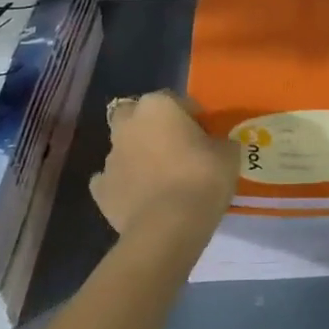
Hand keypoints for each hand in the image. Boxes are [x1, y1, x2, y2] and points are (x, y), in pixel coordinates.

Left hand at [90, 91, 238, 240]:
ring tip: (160, 179)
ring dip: (137, 157)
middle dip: (151, 128)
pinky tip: (140, 199)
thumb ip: (219, 142)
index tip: (205, 137)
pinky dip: (124, 186)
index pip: (177, 101)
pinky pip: (112, 181)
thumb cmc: (201, 179)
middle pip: (137, 116)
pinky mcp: (100, 189)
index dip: (192, 118)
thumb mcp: (228, 155)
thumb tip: (215, 145)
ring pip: (124, 148)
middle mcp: (129, 124)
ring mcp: (110, 157)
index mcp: (158, 105)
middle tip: (174, 149)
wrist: (167, 227)